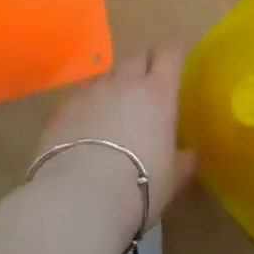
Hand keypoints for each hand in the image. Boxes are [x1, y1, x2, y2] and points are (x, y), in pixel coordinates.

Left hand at [34, 47, 198, 237]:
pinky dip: (88, 103)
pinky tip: (85, 124)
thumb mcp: (173, 178)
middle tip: (148, 82)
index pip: (171, 56)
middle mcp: (126, 82)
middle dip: (145, 63)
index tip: (177, 63)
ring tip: (115, 105)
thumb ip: (184, 161)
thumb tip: (190, 155)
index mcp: (159, 92)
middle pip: (138, 56)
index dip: (174, 55)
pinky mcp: (63, 107)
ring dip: (115, 83)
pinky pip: (81, 94)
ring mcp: (92, 91)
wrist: (78, 197)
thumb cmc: (138, 184)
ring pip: (108, 74)